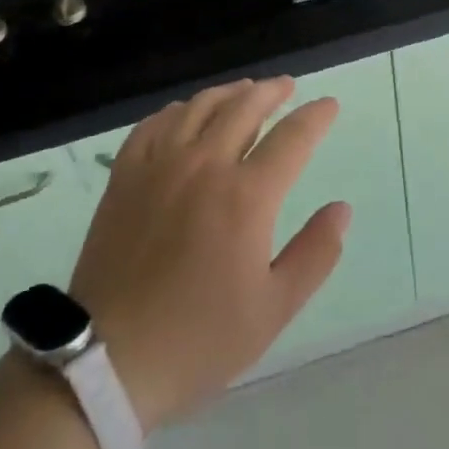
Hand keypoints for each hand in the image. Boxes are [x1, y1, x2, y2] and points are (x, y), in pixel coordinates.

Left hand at [68, 78, 349, 431]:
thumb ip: (315, 253)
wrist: (106, 361)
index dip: (316, 116)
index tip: (329, 106)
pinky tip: (185, 114)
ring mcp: (159, 166)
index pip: (292, 137)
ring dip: (229, 93)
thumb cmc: (199, 339)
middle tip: (288, 87)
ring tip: (245, 92)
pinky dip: (178, 111)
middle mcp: (204, 165)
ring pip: (199, 107)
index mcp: (246, 196)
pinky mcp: (124, 177)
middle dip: (273, 92)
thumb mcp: (274, 308)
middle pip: (244, 107)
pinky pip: (154, 125)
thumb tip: (341, 209)